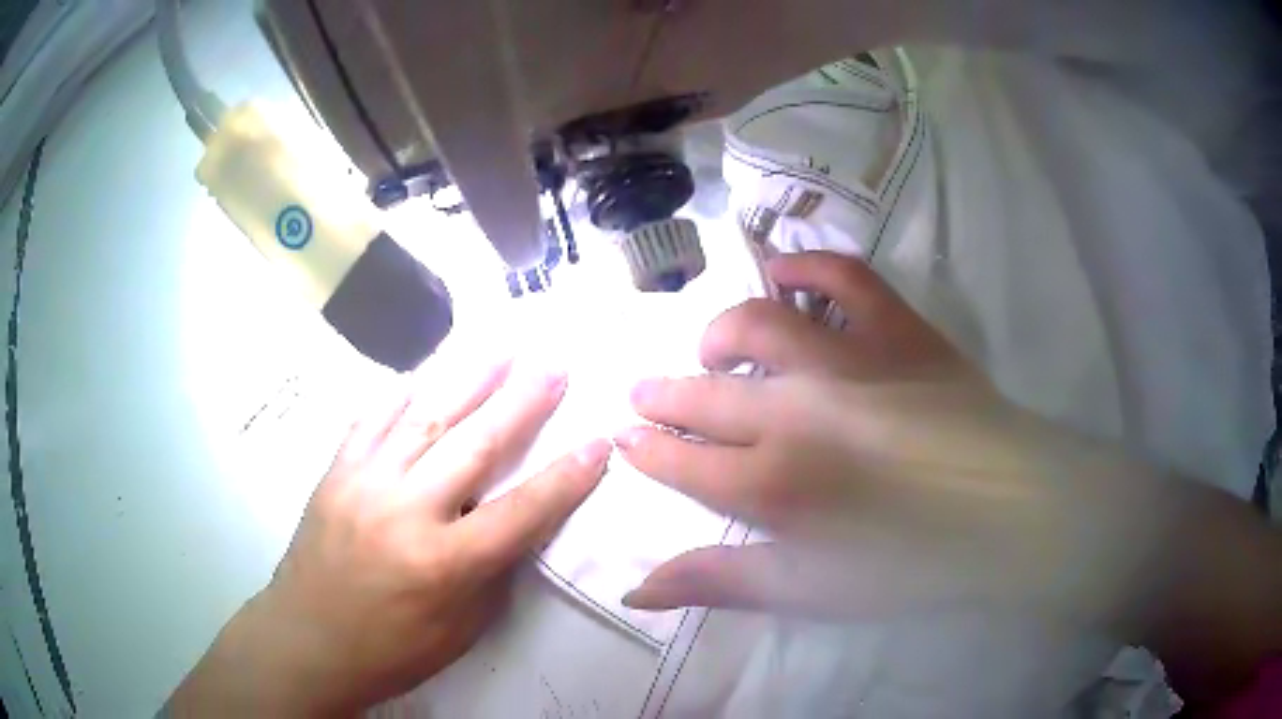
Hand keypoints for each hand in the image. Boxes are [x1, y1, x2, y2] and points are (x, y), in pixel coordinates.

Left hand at [168, 361, 611, 716]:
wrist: (307, 639)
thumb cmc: (391, 648)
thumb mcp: (460, 629)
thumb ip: (490, 571)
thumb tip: (513, 522)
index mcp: (443, 564)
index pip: (520, 512)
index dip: (566, 479)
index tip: (598, 442)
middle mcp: (405, 512)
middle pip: (475, 445)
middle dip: (522, 402)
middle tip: (554, 365)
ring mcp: (364, 483)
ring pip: (424, 417)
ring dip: (468, 378)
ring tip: (501, 348)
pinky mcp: (335, 471)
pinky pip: (371, 419)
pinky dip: (401, 391)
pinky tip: (425, 371)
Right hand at [617, 252, 1169, 625]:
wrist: (1008, 515)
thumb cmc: (908, 566)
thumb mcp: (807, 592)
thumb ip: (720, 582)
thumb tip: (635, 588)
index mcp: (774, 487)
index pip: (681, 460)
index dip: (648, 449)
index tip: (629, 440)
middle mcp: (798, 413)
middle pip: (706, 395)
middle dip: (664, 396)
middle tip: (645, 395)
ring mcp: (849, 362)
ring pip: (756, 326)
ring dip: (719, 336)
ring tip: (712, 349)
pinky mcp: (896, 330)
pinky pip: (841, 278)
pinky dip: (807, 267)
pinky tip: (783, 271)